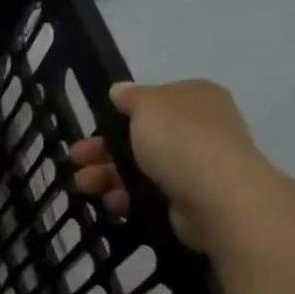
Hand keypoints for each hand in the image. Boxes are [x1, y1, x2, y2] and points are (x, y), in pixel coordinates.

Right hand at [68, 79, 279, 253]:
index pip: (152, 102)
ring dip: (107, 175)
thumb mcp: (148, 105)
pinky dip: (128, 198)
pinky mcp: (190, 200)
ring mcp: (196, 166)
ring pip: (140, 168)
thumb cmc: (180, 141)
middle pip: (140, 137)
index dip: (119, 115)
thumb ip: (130, 96)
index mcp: (195, 98)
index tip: (92, 129)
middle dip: (103, 150)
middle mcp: (200, 129)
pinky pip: (150, 195)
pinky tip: (112, 202)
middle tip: (76, 159)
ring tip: (84, 186)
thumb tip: (119, 90)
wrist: (218, 198)